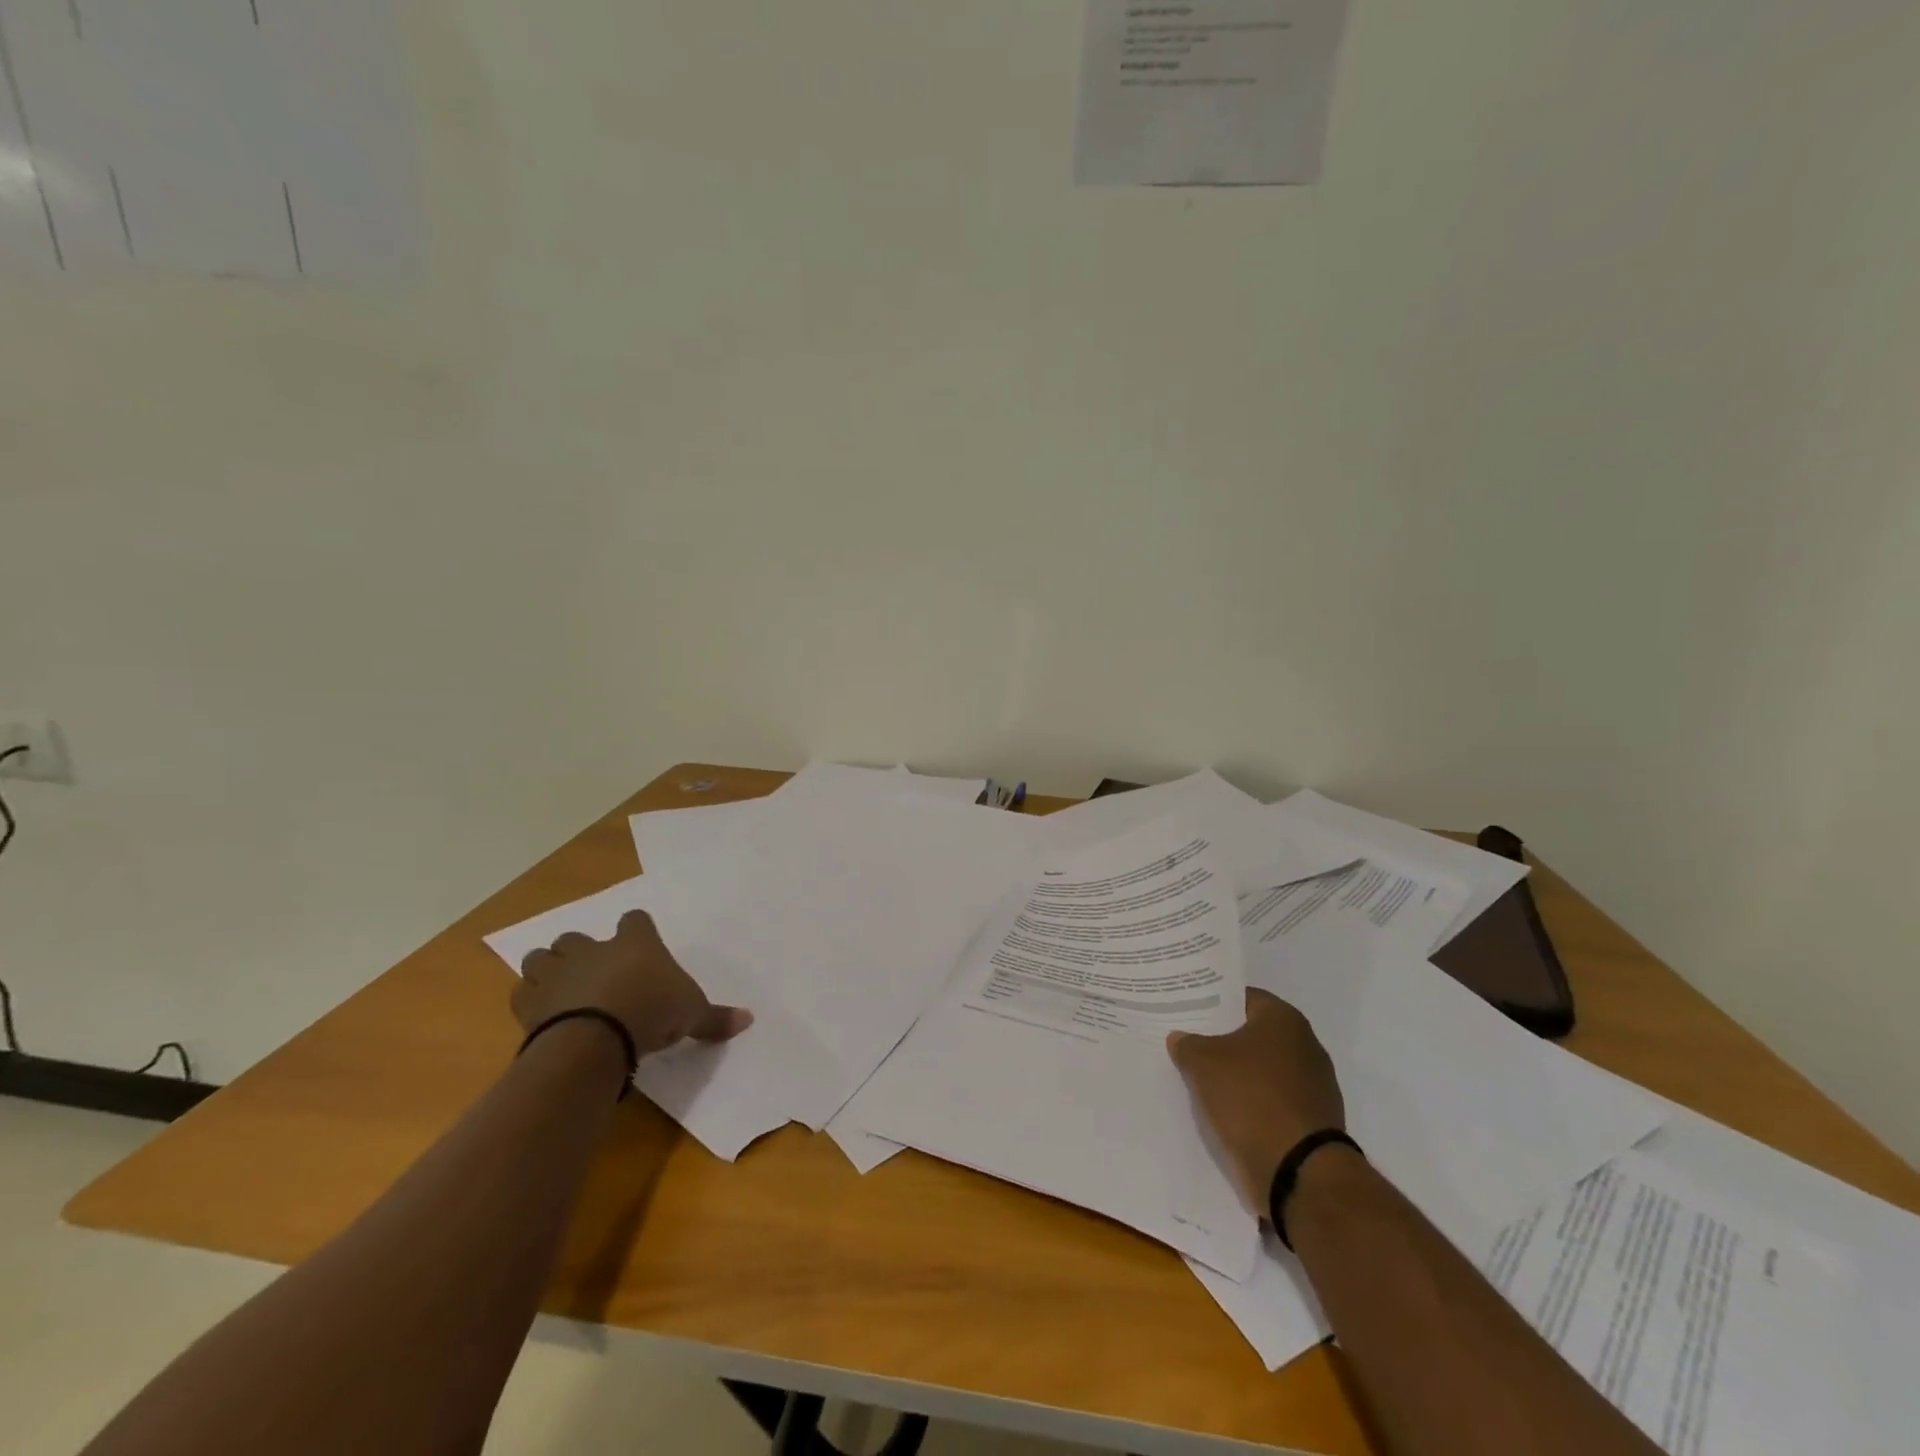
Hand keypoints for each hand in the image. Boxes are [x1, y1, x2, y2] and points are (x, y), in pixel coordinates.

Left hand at [515, 910, 752, 1057]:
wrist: (596, 1037)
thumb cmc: (652, 1011)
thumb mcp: (692, 1014)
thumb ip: (715, 1017)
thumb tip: (749, 1019)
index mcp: (635, 943)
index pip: (635, 920)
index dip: (636, 931)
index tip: (639, 946)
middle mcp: (594, 949)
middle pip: (578, 936)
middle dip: (581, 951)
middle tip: (593, 973)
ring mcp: (559, 972)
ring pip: (541, 956)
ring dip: (549, 969)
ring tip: (561, 989)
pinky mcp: (531, 1001)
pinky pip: (523, 992)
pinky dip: (530, 999)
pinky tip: (541, 1013)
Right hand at [1168, 988, 1344, 1208]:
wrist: (1298, 1171)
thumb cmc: (1250, 1097)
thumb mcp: (1202, 1062)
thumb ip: (1188, 1044)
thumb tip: (1180, 1038)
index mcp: (1284, 1020)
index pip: (1242, 998)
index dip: (1213, 1002)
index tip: (1188, 1010)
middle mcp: (1306, 1045)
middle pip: (1254, 1034)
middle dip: (1223, 1039)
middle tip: (1189, 1042)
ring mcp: (1313, 1086)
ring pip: (1263, 1069)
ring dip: (1238, 1074)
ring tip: (1202, 1078)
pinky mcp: (1312, 1121)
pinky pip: (1272, 1100)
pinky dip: (1252, 1102)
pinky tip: (1226, 1109)